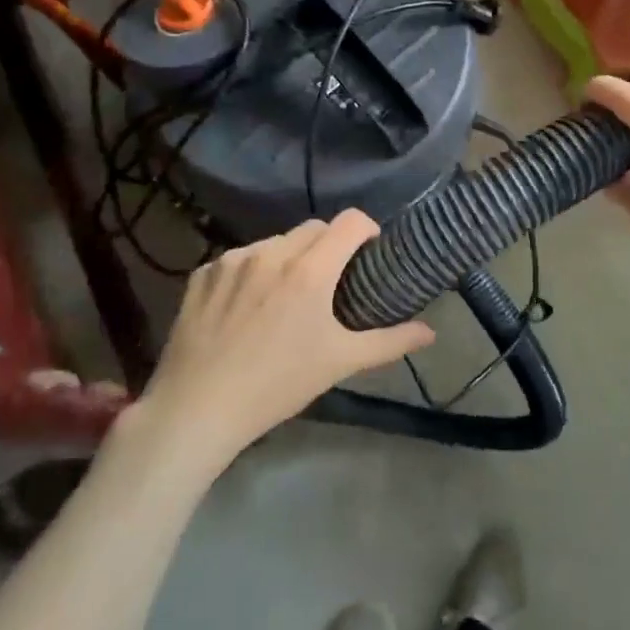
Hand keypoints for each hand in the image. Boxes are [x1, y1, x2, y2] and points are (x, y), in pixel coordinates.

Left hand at [132, 210, 434, 467]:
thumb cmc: (278, 384)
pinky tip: (246, 307)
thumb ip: (390, 342)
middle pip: (313, 228)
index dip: (367, 230)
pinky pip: (238, 259)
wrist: (197, 407)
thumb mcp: (340, 363)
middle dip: (329, 245)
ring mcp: (232, 260)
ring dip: (289, 258)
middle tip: (332, 280)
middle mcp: (271, 252)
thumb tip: (432, 332)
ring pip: (274, 242)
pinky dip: (252, 272)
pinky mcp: (202, 273)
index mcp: (310, 270)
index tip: (370, 253)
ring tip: (287, 295)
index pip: (350, 222)